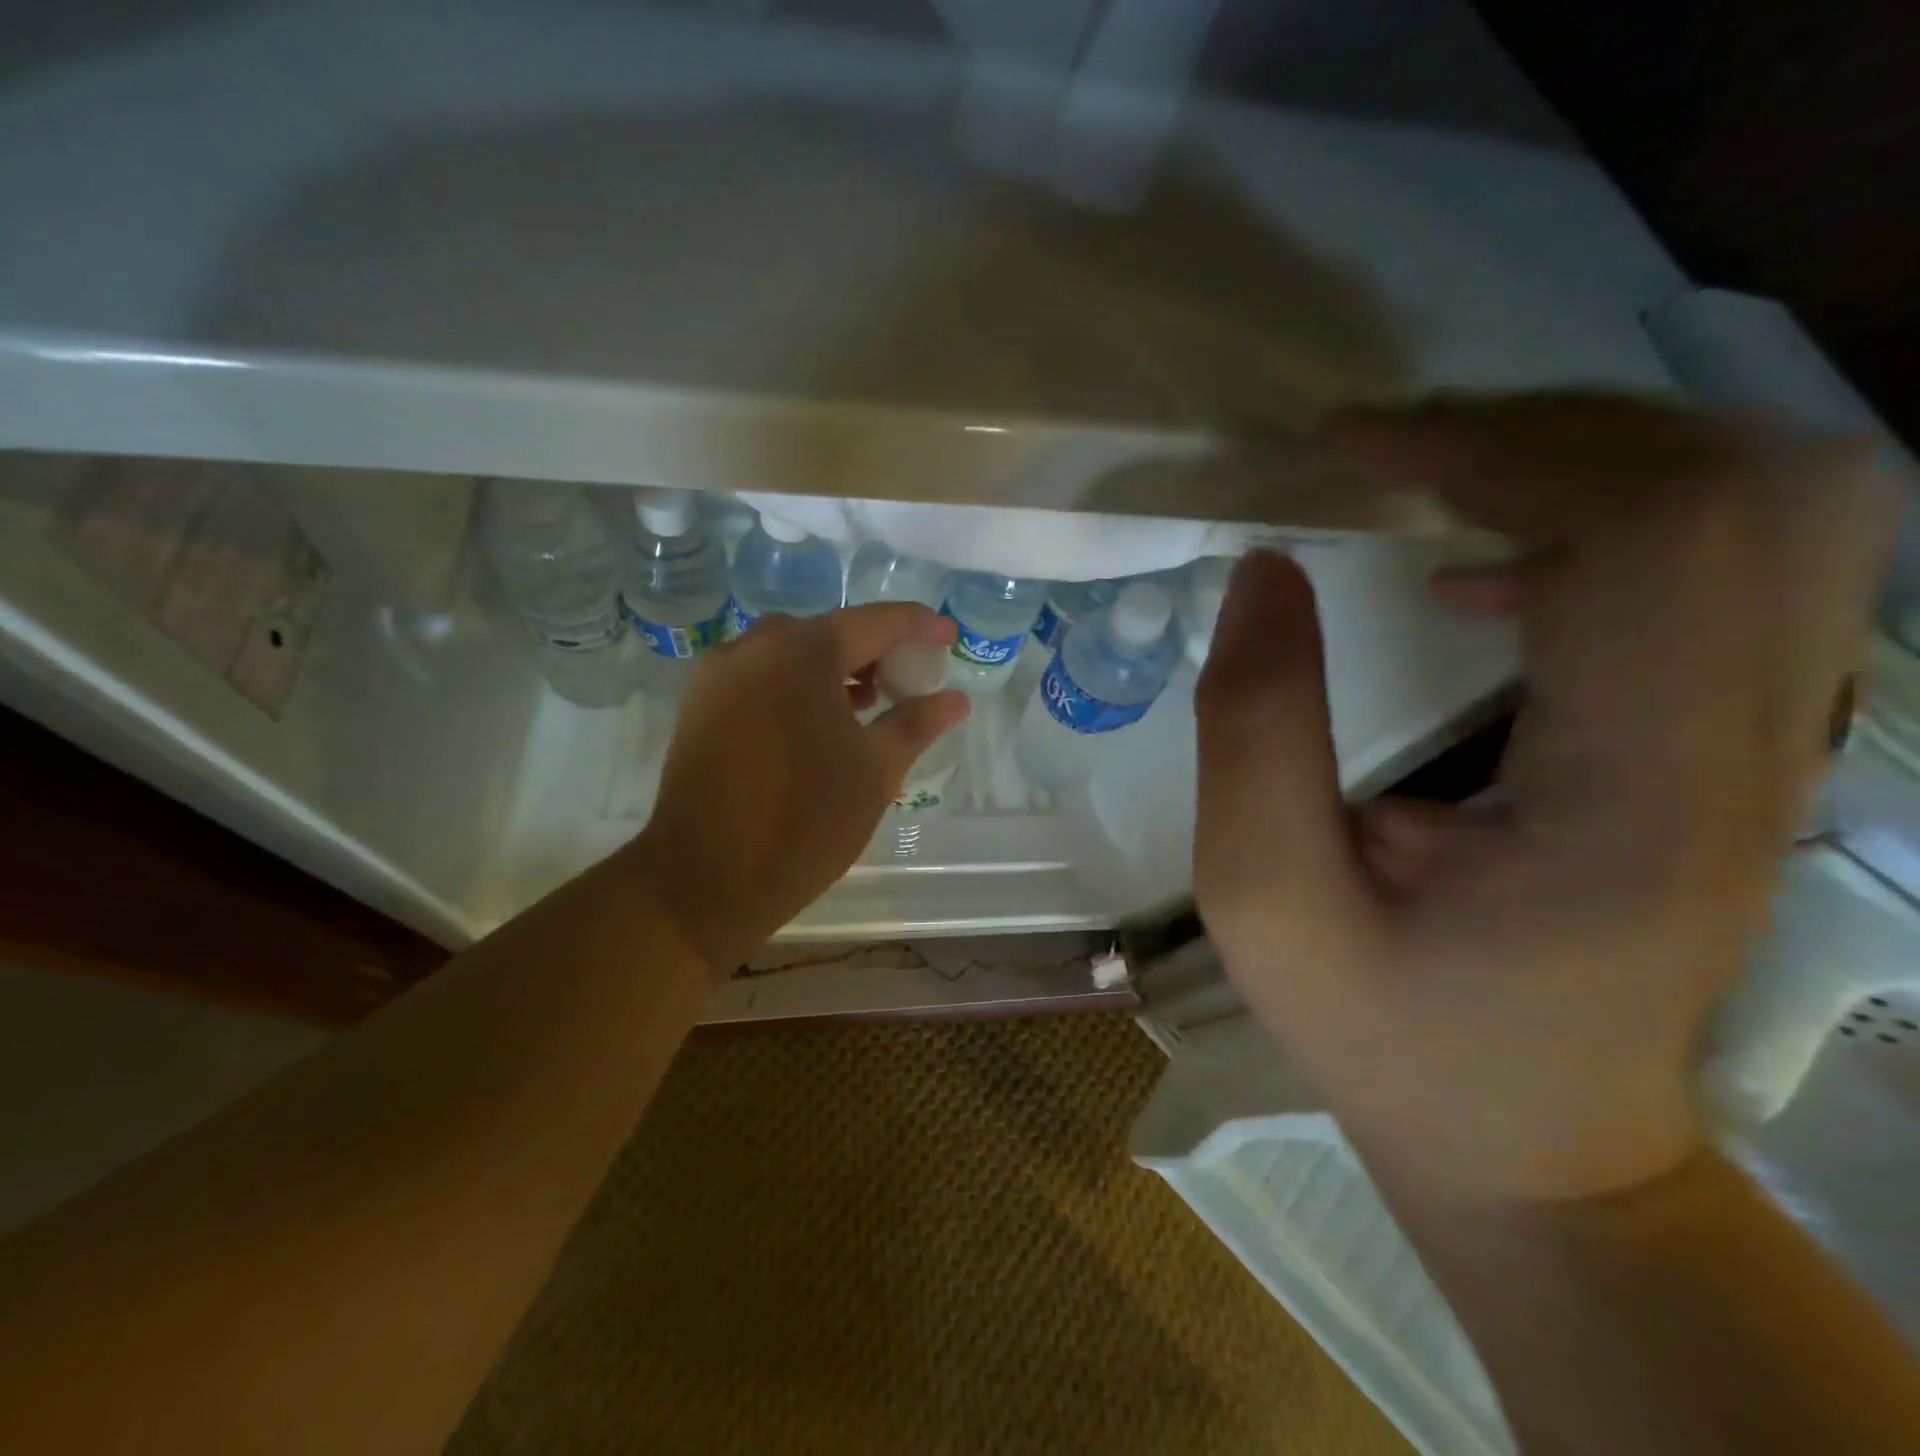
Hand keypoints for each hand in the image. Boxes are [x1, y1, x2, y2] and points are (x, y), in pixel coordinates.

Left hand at [628, 604, 968, 970]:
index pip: (873, 622)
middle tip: (906, 680)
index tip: (948, 637)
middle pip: (827, 633)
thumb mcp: (876, 771)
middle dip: (872, 650)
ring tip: (868, 704)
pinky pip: (759, 678)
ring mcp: (717, 676)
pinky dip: (795, 687)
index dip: (917, 626)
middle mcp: (752, 648)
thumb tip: (955, 699)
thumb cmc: (804, 820)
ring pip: (788, 654)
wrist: (704, 881)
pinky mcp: (698, 707)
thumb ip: (917, 723)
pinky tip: (818, 724)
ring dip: (832, 669)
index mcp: (801, 653)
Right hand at [1193, 393, 1895, 1201]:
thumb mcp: (1265, 900)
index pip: (1644, 534)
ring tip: (1439, 490)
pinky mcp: (1742, 744)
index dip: (1493, 451)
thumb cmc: (1386, 1035)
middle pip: (1747, 487)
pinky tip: (1487, 576)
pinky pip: (1735, 568)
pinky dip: (1610, 521)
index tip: (1349, 449)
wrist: (1534, 1145)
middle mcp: (1754, 748)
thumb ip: (1251, 731)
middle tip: (1399, 459)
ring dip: (1589, 463)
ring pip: (1769, 509)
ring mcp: (1773, 742)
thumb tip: (1265, 572)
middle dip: (1552, 434)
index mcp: (1635, 796)